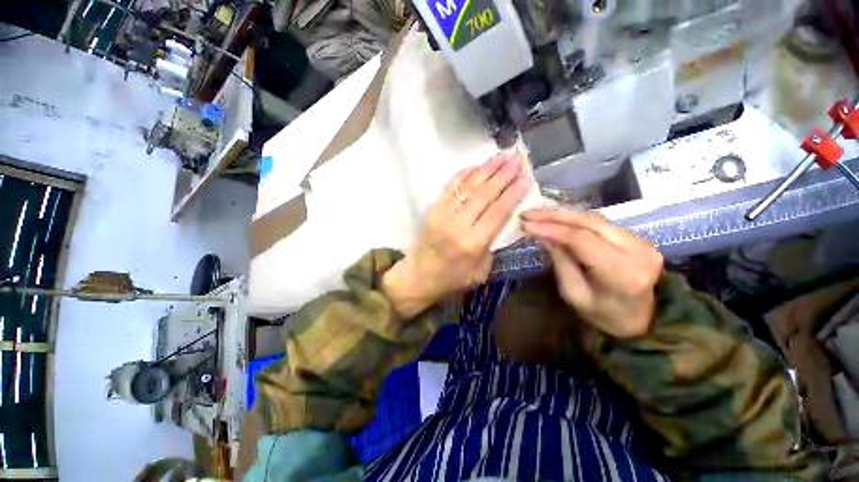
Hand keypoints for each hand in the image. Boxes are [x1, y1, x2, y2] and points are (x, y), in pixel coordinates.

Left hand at [383, 155, 529, 316]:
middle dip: (503, 175)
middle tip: (517, 159)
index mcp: (473, 244)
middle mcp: (458, 225)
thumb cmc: (452, 278)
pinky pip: (449, 187)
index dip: (513, 193)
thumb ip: (492, 244)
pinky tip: (476, 165)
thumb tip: (501, 218)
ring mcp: (442, 214)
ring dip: (486, 169)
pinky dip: (463, 174)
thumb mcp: (481, 270)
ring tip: (502, 156)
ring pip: (468, 186)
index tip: (526, 177)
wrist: (418, 277)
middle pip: (484, 194)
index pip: (498, 212)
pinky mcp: (432, 209)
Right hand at [521, 209, 662, 338]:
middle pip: (589, 222)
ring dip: (563, 214)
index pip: (582, 240)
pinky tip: (557, 219)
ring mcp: (642, 241)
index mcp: (622, 273)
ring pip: (595, 218)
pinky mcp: (638, 236)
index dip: (551, 229)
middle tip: (528, 214)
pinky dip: (575, 219)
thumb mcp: (574, 294)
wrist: (640, 318)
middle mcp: (638, 251)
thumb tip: (544, 235)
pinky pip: (600, 222)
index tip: (526, 224)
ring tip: (538, 214)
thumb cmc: (603, 314)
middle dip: (554, 216)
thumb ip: (561, 262)